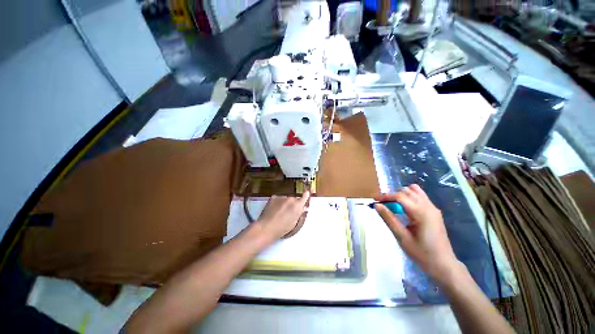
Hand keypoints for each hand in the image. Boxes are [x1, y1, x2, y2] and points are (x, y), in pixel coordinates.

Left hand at [256, 192, 309, 239]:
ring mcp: (282, 197)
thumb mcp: (294, 222)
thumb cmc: (282, 228)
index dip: (306, 195)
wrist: (267, 227)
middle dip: (293, 203)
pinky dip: (277, 202)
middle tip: (288, 211)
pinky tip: (274, 210)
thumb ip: (299, 213)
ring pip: (285, 199)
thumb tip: (302, 208)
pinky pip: (278, 199)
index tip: (307, 193)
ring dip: (284, 203)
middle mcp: (291, 199)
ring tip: (279, 212)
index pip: (305, 196)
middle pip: (294, 199)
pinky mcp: (273, 197)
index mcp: (298, 205)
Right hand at [375, 185, 459, 283]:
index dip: (386, 196)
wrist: (444, 265)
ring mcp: (433, 208)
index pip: (400, 196)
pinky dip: (410, 198)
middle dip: (393, 195)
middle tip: (384, 204)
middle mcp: (428, 206)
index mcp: (421, 212)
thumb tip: (377, 205)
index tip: (375, 200)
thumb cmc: (422, 253)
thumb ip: (389, 219)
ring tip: (394, 205)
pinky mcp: (434, 212)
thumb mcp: (402, 237)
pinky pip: (420, 197)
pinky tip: (405, 209)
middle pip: (407, 191)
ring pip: (415, 191)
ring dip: (402, 195)